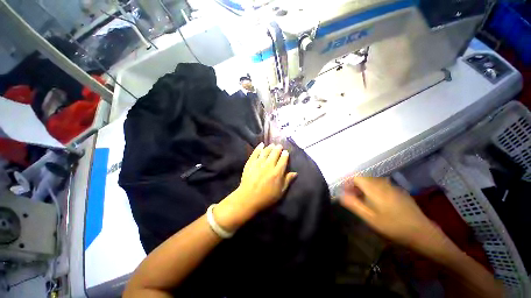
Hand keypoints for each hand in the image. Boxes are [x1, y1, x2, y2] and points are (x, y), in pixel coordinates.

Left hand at [214, 143, 296, 231]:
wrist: (248, 198)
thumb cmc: (266, 197)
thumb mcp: (280, 192)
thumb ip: (288, 181)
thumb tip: (295, 173)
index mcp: (277, 172)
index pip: (283, 160)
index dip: (285, 154)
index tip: (286, 152)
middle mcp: (269, 165)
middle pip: (275, 153)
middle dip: (278, 148)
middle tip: (279, 146)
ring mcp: (259, 163)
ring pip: (266, 152)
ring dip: (270, 147)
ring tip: (272, 144)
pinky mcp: (250, 163)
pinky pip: (255, 153)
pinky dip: (258, 148)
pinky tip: (261, 145)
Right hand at [340, 177, 446, 252]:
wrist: (422, 232)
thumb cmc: (393, 226)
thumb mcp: (369, 218)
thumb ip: (353, 204)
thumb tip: (341, 195)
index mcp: (374, 188)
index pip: (356, 177)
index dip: (348, 183)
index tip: (346, 192)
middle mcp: (383, 183)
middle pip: (364, 178)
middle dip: (356, 186)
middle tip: (353, 197)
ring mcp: (393, 186)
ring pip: (373, 181)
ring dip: (365, 188)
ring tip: (364, 200)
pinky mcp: (399, 191)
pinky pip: (382, 185)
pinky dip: (375, 190)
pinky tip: (378, 202)